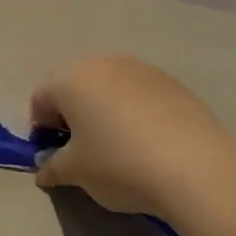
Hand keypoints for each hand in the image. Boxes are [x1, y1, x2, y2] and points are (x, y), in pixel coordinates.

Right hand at [31, 55, 235, 219]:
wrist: (194, 165)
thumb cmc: (119, 164)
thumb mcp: (76, 172)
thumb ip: (53, 167)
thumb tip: (44, 169)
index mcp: (72, 79)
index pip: (41, 99)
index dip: (40, 129)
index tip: (53, 158)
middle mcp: (104, 63)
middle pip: (75, 87)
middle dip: (72, 117)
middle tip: (82, 152)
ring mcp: (141, 69)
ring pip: (109, 88)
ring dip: (104, 112)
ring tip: (118, 148)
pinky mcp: (172, 82)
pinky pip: (139, 95)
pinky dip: (134, 113)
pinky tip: (147, 143)